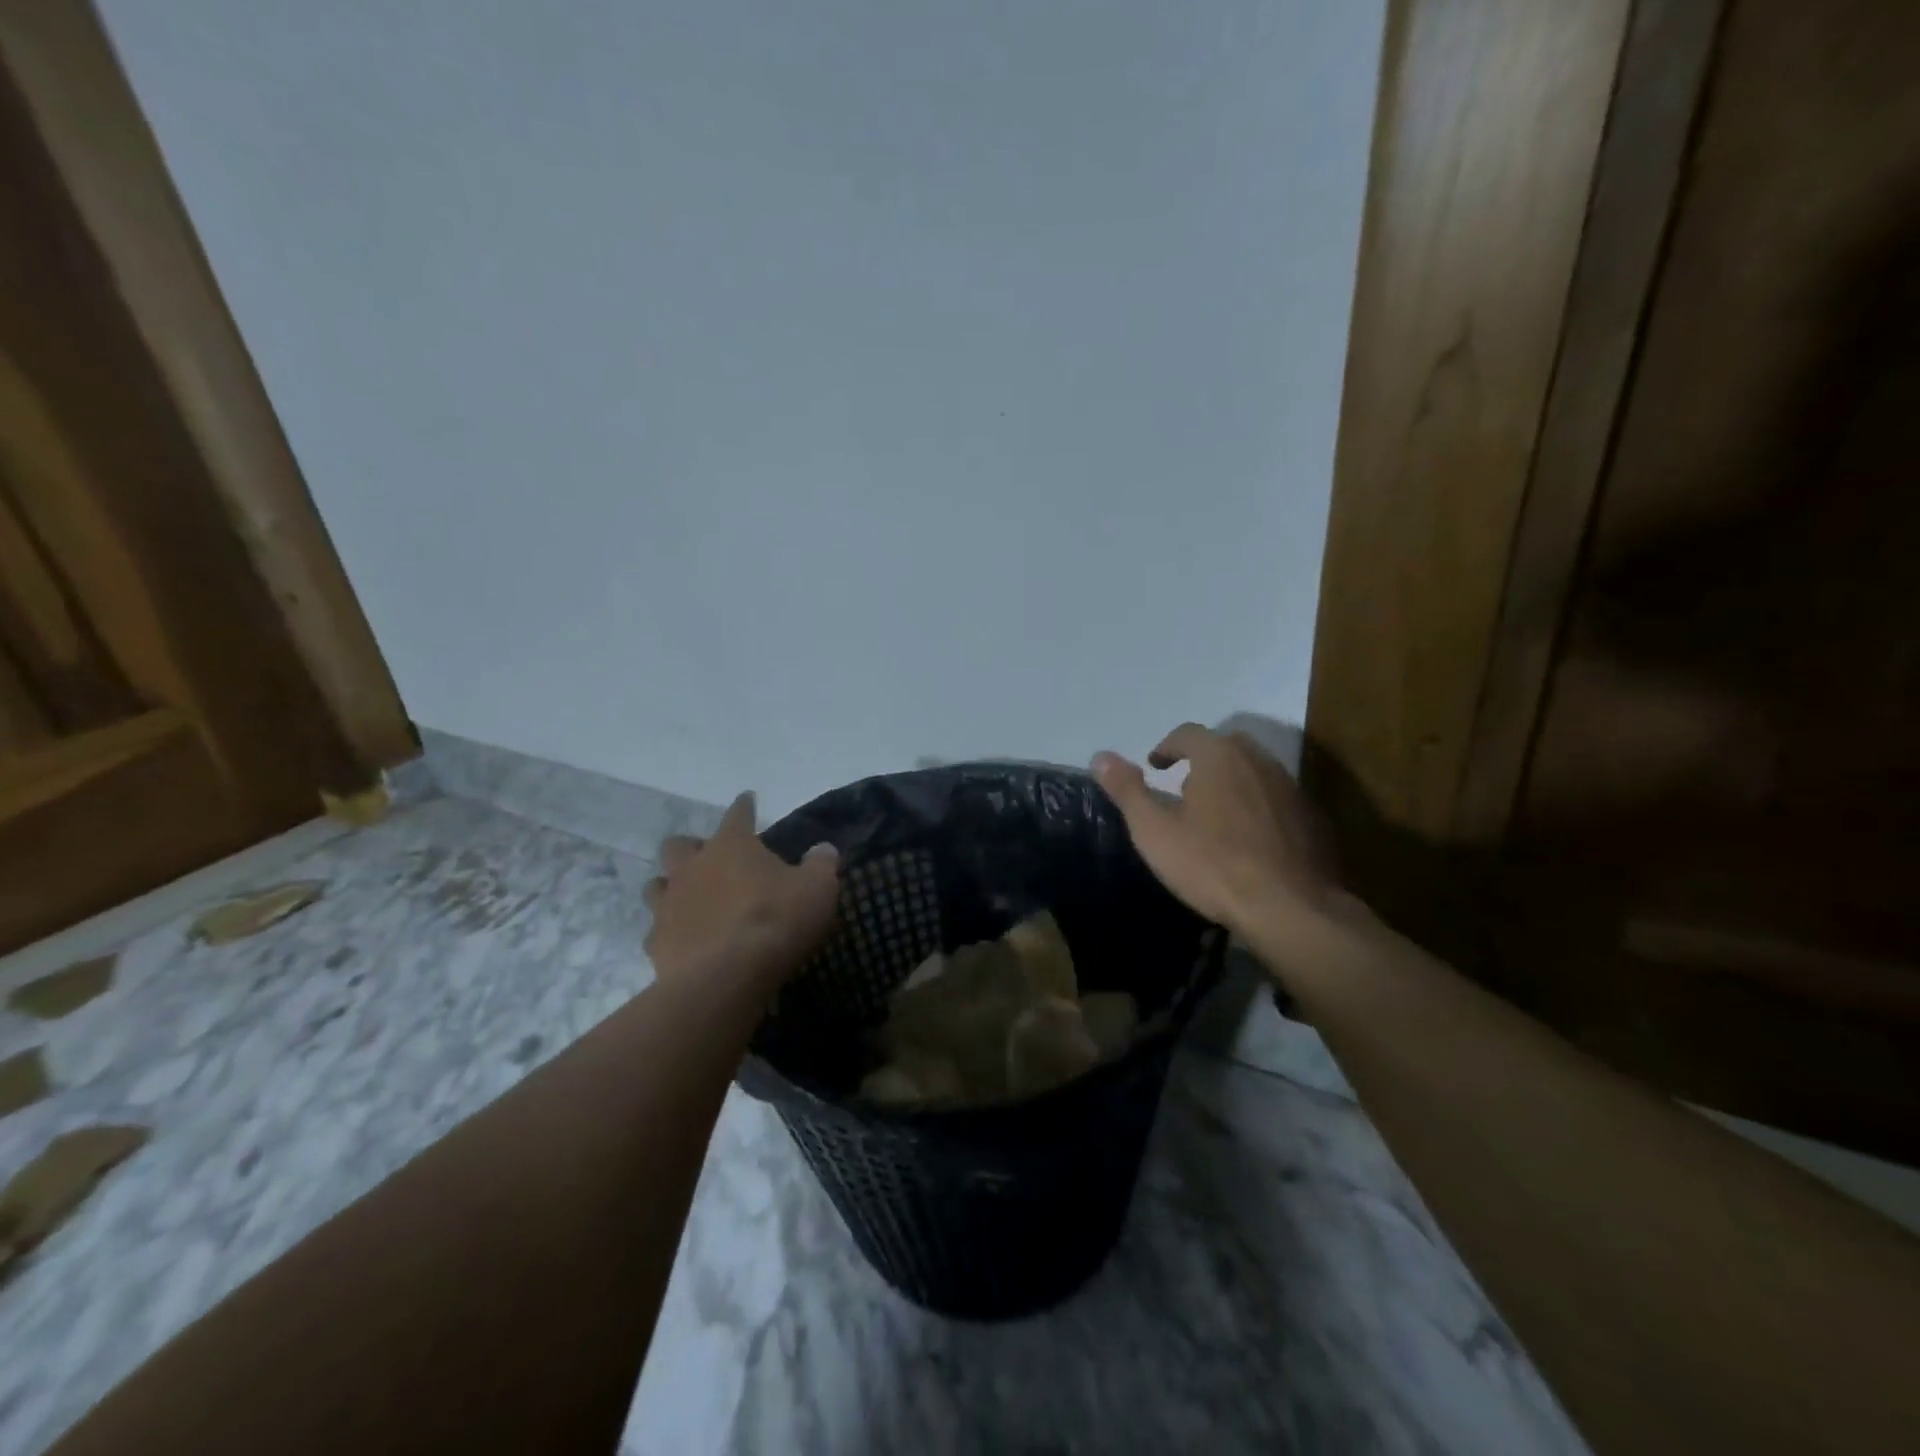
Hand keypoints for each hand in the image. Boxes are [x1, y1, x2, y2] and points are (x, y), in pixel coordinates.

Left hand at [645, 793, 840, 989]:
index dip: (744, 806)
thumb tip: (823, 849)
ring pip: (658, 885)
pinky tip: (685, 941)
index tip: (747, 799)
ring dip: (672, 887)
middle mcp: (693, 867)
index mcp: (731, 845)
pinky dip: (671, 931)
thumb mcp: (818, 888)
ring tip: (691, 898)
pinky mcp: (656, 943)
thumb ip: (821, 864)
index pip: (737, 814)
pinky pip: (658, 930)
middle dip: (692, 847)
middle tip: (710, 858)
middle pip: (679, 845)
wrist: (727, 977)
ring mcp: (668, 904)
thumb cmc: (776, 920)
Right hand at [1092, 723, 1339, 939]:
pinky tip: (1249, 838)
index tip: (1155, 766)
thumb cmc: (1213, 864)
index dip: (1167, 747)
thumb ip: (1127, 790)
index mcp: (1219, 756)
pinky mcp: (1311, 818)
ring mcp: (1290, 788)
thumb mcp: (1154, 831)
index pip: (1188, 733)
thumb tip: (1100, 756)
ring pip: (1254, 771)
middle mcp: (1258, 761)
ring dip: (1232, 782)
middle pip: (1226, 746)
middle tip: (1184, 786)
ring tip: (1214, 813)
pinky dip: (1258, 806)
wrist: (1291, 907)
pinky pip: (1276, 799)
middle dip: (1202, 760)